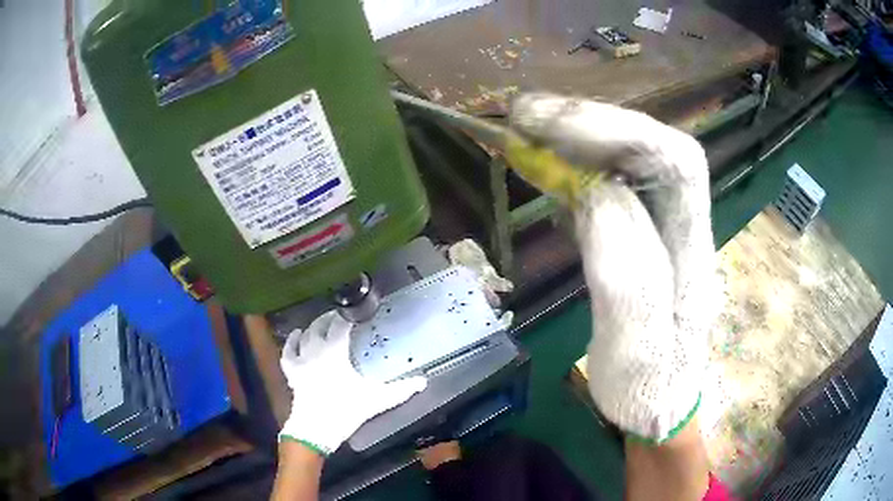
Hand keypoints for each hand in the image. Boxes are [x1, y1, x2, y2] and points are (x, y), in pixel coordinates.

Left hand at [279, 311, 426, 453]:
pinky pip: (288, 351)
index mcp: (336, 351)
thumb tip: (423, 380)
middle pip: (320, 326)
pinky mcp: (292, 372)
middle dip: (330, 318)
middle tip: (340, 316)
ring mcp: (301, 360)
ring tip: (320, 324)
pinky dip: (291, 342)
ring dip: (313, 327)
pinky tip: (295, 336)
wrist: (316, 428)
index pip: (341, 325)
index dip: (348, 316)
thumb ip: (401, 389)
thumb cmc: (346, 409)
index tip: (357, 312)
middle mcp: (316, 350)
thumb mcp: (378, 400)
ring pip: (304, 336)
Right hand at [510, 94, 716, 441]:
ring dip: (575, 137)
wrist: (657, 403)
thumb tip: (597, 196)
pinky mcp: (636, 231)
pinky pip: (607, 182)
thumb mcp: (638, 353)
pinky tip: (543, 164)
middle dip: (588, 122)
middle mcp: (683, 224)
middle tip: (524, 115)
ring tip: (525, 130)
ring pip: (625, 158)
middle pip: (648, 146)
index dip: (617, 130)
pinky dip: (571, 164)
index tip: (549, 125)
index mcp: (694, 251)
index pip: (674, 162)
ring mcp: (660, 224)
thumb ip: (628, 280)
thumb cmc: (649, 389)